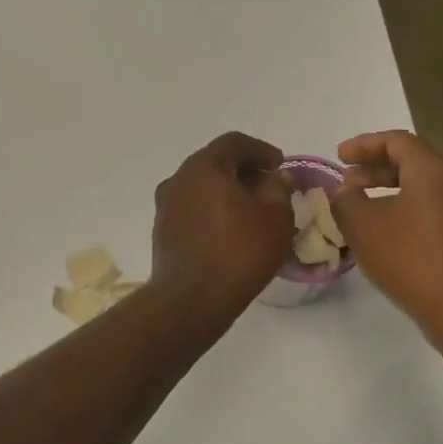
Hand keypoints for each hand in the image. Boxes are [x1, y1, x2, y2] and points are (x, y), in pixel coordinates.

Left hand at [149, 132, 294, 318]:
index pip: (234, 143)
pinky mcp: (163, 232)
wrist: (190, 300)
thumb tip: (275, 179)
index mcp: (203, 167)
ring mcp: (165, 207)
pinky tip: (231, 232)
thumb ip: (279, 190)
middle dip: (244, 172)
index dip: (261, 150)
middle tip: (268, 188)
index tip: (279, 166)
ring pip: (201, 189)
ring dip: (227, 194)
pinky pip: (192, 211)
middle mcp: (178, 179)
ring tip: (252, 213)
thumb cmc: (238, 252)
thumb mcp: (276, 218)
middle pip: (215, 164)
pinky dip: (213, 212)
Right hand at [331, 130, 442, 332]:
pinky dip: (407, 213)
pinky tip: (387, 237)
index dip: (363, 144)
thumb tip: (344, 193)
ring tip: (362, 211)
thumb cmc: (410, 257)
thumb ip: (345, 202)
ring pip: (424, 190)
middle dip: (375, 170)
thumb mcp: (362, 226)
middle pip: (413, 163)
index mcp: (433, 170)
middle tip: (346, 183)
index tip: (338, 156)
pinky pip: (434, 213)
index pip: (397, 141)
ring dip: (390, 194)